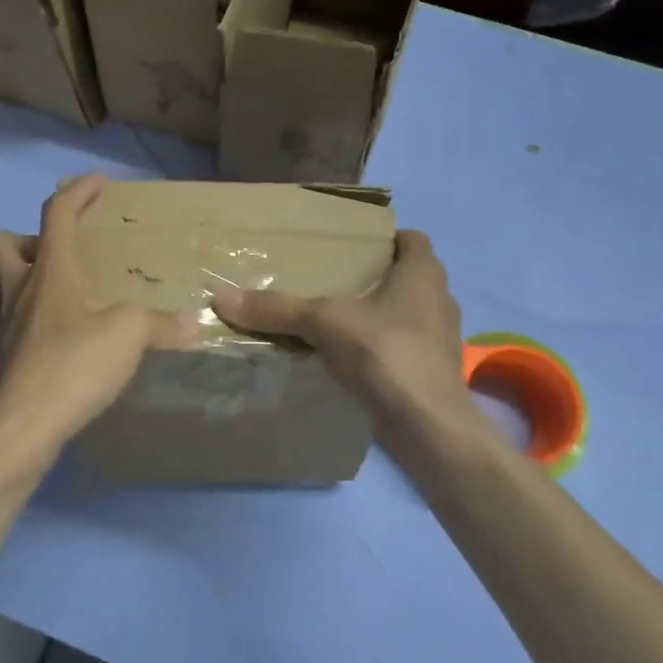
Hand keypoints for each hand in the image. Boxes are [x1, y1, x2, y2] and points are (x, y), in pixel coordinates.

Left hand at [0, 173, 194, 449]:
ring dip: (9, 279)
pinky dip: (18, 323)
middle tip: (57, 256)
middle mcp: (18, 290)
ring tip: (45, 295)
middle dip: (23, 237)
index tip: (97, 182)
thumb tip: (193, 323)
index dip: (77, 191)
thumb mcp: (129, 336)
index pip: (57, 213)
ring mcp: (0, 326)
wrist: (21, 427)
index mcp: (50, 271)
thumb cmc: (73, 365)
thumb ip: (161, 324)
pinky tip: (47, 340)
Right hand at [212, 230, 469, 429]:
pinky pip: (406, 345)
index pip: (412, 239)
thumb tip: (221, 298)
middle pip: (408, 276)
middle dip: (376, 277)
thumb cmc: (384, 352)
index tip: (352, 247)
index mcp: (423, 273)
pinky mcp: (434, 370)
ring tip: (338, 318)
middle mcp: (440, 298)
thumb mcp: (323, 322)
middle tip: (334, 280)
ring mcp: (441, 338)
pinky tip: (352, 356)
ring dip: (380, 313)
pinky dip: (382, 346)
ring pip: (408, 313)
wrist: (427, 423)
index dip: (386, 238)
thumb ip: (277, 308)